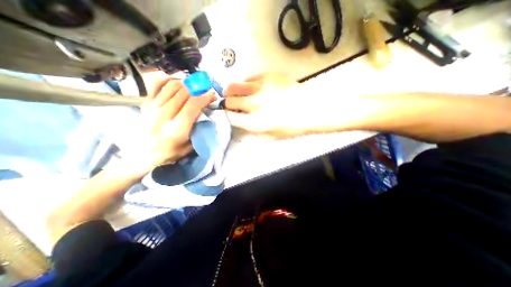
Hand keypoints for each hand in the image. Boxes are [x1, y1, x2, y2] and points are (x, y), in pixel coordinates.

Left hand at [125, 77, 213, 174]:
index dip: (205, 97)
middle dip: (198, 89)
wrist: (142, 154)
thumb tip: (206, 115)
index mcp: (177, 128)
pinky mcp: (146, 103)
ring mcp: (153, 107)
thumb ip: (198, 131)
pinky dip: (168, 80)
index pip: (193, 105)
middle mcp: (164, 115)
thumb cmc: (169, 153)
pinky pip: (157, 85)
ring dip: (186, 85)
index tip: (212, 96)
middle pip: (184, 92)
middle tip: (204, 91)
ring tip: (193, 89)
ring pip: (172, 86)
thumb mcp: (189, 147)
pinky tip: (176, 83)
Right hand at [224, 74, 317, 137]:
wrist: (310, 109)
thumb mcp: (269, 136)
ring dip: (231, 91)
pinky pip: (248, 78)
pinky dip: (246, 84)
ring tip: (235, 94)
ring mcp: (261, 88)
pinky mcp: (268, 76)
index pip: (230, 117)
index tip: (228, 115)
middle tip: (231, 104)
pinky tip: (252, 89)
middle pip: (229, 101)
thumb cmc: (291, 126)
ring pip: (234, 86)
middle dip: (227, 104)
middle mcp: (256, 104)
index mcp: (256, 122)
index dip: (226, 116)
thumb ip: (251, 130)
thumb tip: (239, 122)